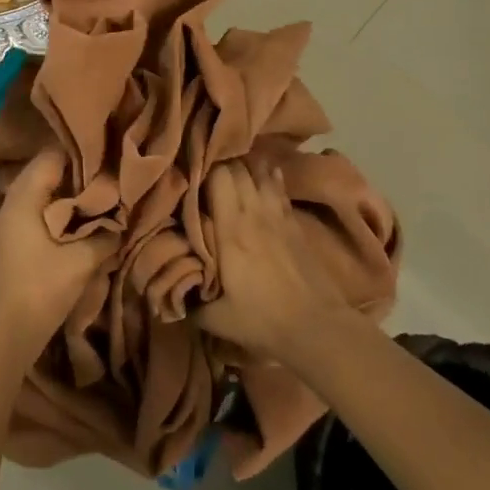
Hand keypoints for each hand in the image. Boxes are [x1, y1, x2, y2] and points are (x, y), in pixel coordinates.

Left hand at [0, 149, 117, 365]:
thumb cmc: (35, 294)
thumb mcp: (77, 265)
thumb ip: (101, 240)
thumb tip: (117, 226)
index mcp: (20, 204)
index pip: (47, 160)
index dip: (75, 155)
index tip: (101, 157)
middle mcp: (4, 214)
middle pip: (40, 183)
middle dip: (71, 183)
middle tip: (102, 186)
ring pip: (33, 208)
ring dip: (59, 208)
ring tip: (91, 212)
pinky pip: (28, 228)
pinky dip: (49, 227)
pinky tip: (69, 240)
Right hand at [197, 160, 348, 363]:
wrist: (317, 326)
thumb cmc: (264, 320)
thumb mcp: (218, 319)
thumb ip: (191, 302)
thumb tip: (172, 294)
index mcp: (231, 229)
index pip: (217, 177)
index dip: (202, 168)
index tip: (189, 171)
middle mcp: (253, 212)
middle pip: (237, 168)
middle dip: (220, 163)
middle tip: (205, 169)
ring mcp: (277, 214)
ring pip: (259, 172)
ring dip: (244, 167)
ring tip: (231, 167)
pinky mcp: (295, 221)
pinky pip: (278, 186)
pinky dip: (268, 176)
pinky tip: (264, 174)